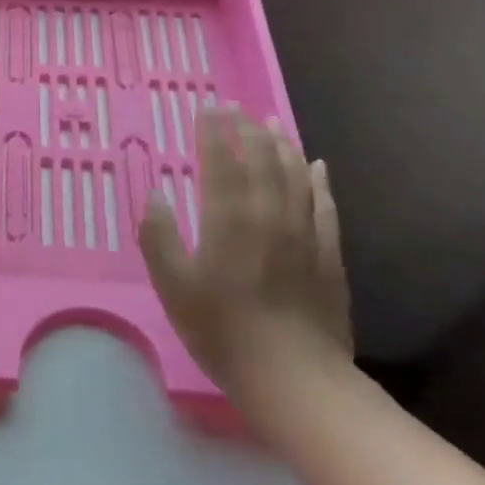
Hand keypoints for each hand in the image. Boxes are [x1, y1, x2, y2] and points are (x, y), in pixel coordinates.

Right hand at [138, 113, 352, 427]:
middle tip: (237, 108)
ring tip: (273, 123)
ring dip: (283, 144)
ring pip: (295, 174)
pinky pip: (324, 204)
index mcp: (229, 219)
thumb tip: (156, 196)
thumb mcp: (174, 287)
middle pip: (261, 159)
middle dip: (247, 129)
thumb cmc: (223, 331)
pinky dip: (318, 180)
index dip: (213, 132)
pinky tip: (317, 166)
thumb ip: (160, 238)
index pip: (221, 161)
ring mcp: (304, 232)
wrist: (294, 377)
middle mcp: (269, 214)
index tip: (207, 108)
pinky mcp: (328, 253)